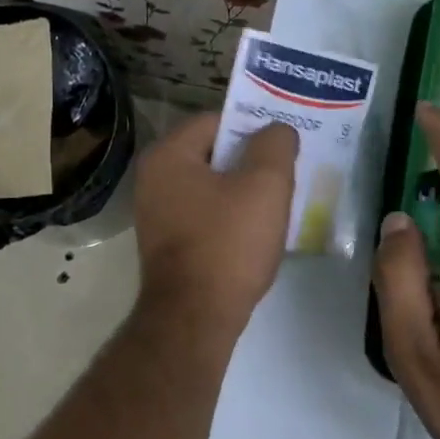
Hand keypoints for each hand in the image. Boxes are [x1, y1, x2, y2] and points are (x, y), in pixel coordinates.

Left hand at [133, 113, 296, 334]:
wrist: (195, 317)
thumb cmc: (228, 243)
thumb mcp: (265, 185)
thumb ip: (274, 145)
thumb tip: (276, 130)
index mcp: (168, 155)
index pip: (216, 121)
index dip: (253, 128)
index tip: (284, 145)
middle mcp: (152, 179)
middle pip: (212, 154)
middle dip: (250, 162)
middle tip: (286, 174)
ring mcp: (156, 214)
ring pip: (210, 188)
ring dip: (243, 192)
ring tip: (278, 205)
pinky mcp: (166, 244)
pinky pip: (204, 216)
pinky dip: (229, 218)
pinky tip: (255, 234)